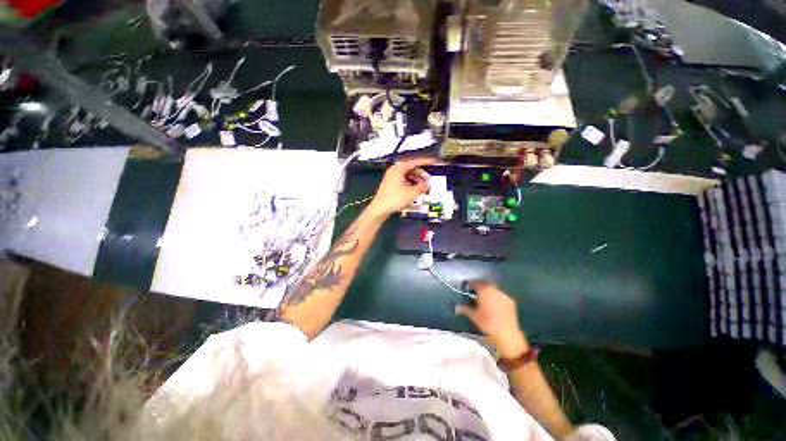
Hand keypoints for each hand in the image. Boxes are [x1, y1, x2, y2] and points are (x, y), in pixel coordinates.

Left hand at [368, 158, 436, 216]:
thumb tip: (428, 184)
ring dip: (416, 181)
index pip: (415, 162)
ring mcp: (391, 177)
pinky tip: (414, 191)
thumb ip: (422, 187)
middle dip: (421, 175)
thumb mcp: (412, 193)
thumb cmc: (395, 198)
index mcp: (399, 168)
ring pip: (407, 176)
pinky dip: (410, 184)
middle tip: (428, 181)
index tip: (433, 162)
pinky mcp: (390, 184)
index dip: (426, 162)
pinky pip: (403, 181)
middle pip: (411, 169)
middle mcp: (394, 170)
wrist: (380, 208)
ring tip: (422, 188)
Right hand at [455, 282, 529, 358]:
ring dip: (490, 293)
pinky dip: (498, 299)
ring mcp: (503, 295)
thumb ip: (465, 309)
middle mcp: (494, 290)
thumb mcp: (474, 316)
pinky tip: (496, 306)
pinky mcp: (511, 302)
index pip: (476, 284)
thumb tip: (457, 308)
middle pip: (486, 286)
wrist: (506, 333)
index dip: (471, 286)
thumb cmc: (487, 323)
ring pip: (494, 291)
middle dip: (481, 289)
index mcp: (484, 291)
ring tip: (486, 300)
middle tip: (477, 294)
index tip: (468, 288)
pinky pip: (502, 297)